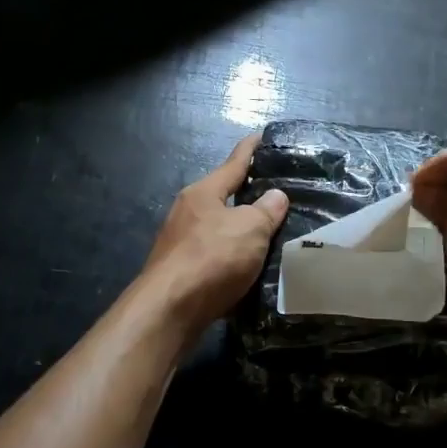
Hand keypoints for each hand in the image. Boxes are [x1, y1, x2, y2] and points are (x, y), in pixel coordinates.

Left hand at [140, 134, 288, 337]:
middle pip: (223, 196)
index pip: (233, 163)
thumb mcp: (250, 229)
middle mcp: (188, 212)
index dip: (250, 149)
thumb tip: (275, 196)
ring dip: (240, 229)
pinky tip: (249, 266)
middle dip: (247, 194)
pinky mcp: (181, 271)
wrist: (169, 310)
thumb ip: (266, 210)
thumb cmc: (211, 258)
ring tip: (269, 231)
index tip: (262, 136)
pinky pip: (215, 255)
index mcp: (203, 192)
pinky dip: (233, 256)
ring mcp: (180, 242)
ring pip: (219, 228)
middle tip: (277, 192)